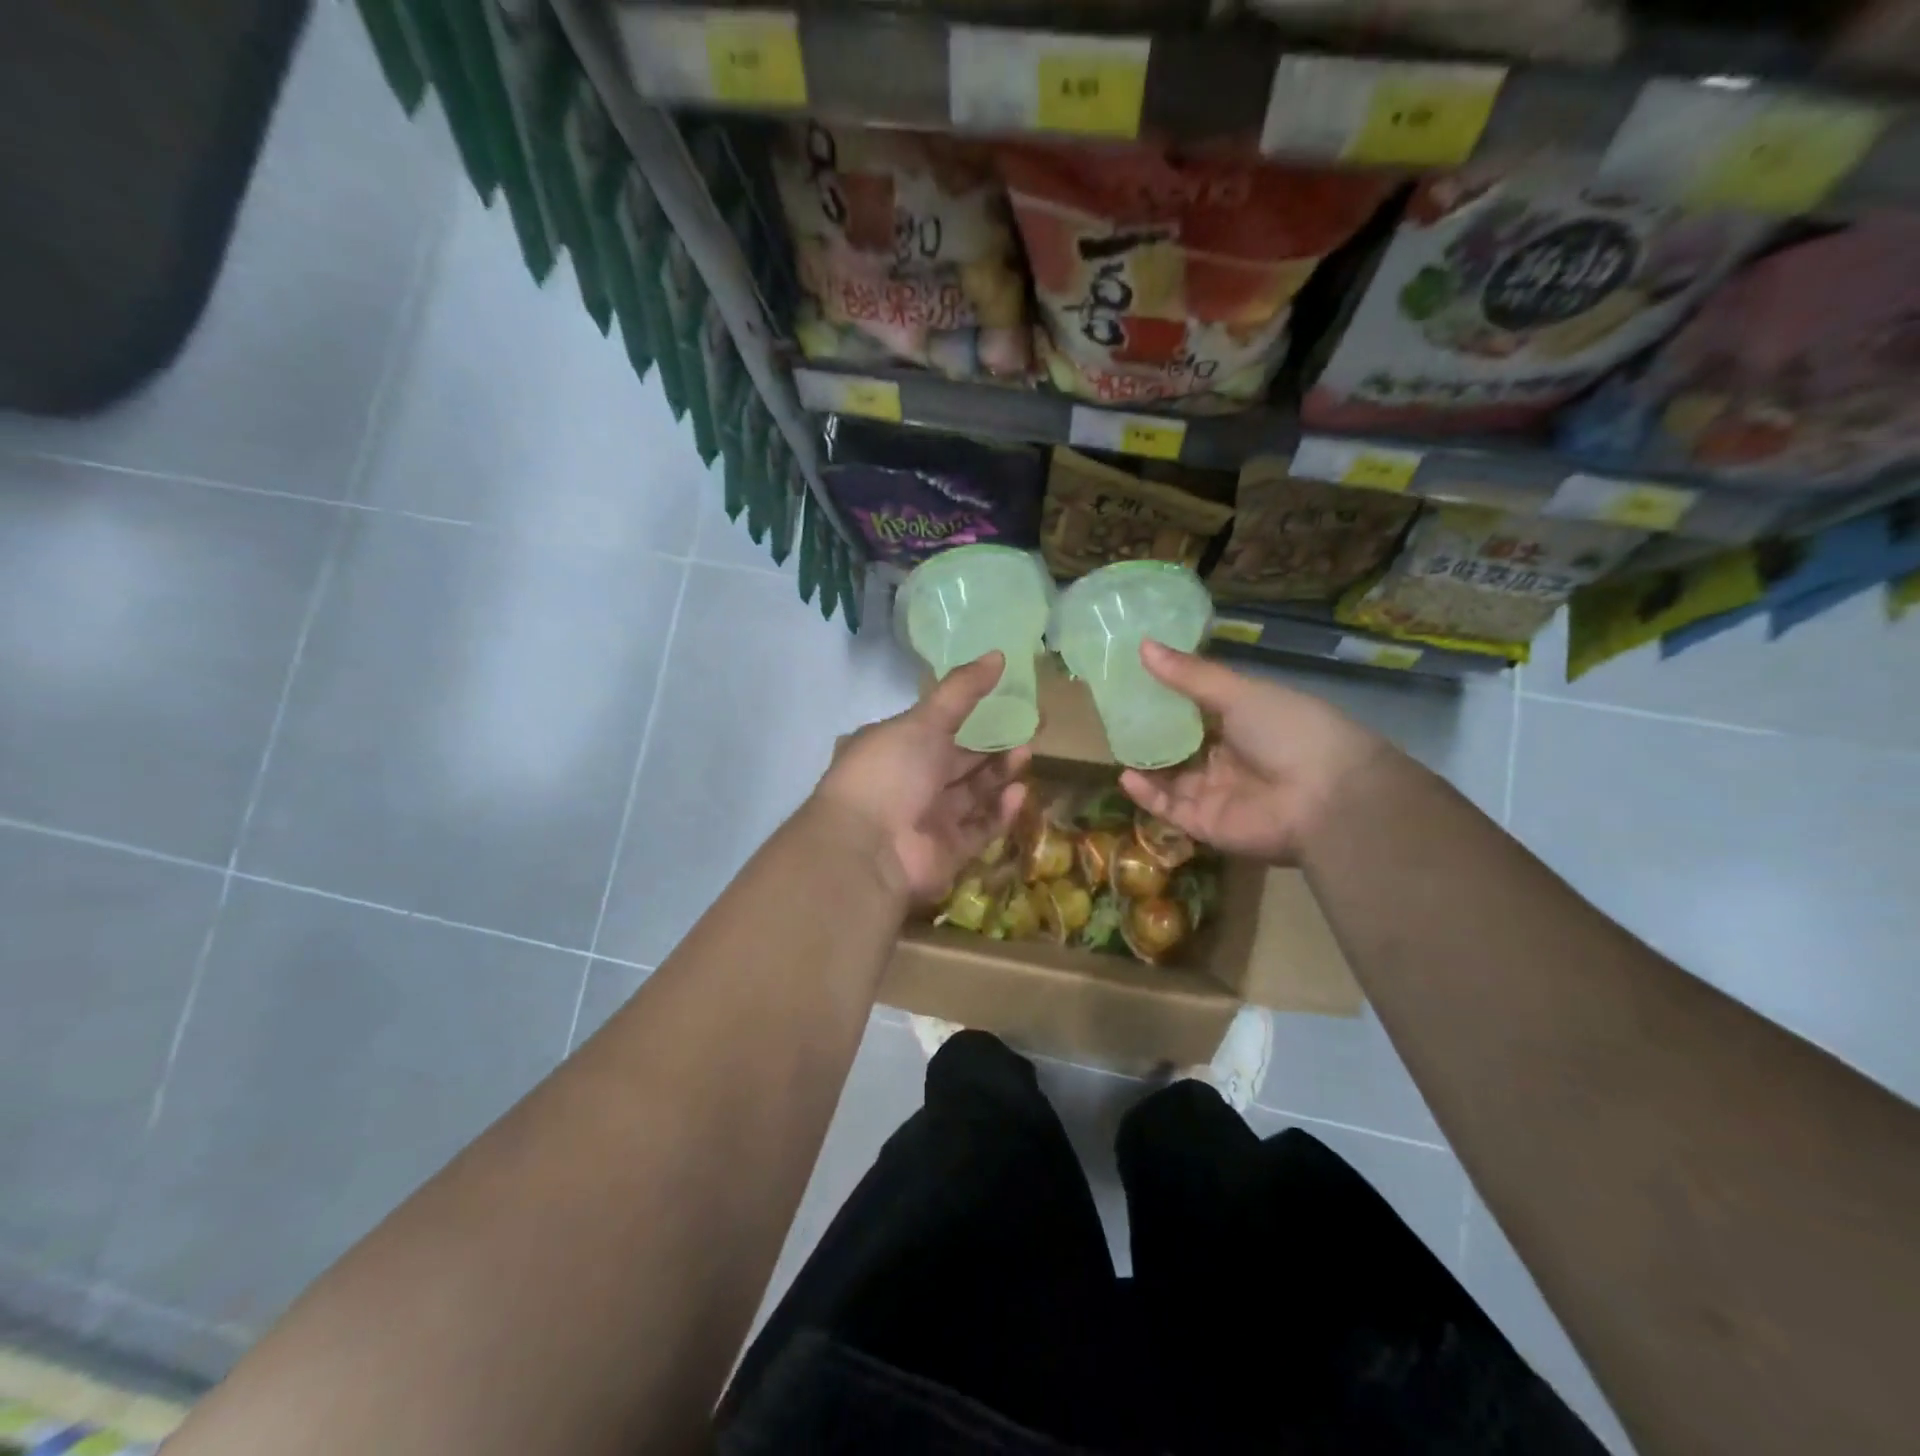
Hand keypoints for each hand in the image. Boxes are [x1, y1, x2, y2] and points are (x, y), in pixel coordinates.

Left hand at [812, 653, 1029, 903]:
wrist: (868, 849)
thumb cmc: (890, 772)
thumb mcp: (924, 720)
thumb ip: (962, 690)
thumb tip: (998, 654)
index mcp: (894, 747)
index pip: (936, 727)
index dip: (971, 714)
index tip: (1006, 702)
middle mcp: (909, 783)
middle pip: (959, 762)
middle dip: (993, 747)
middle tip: (1030, 728)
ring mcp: (928, 819)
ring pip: (972, 794)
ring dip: (999, 775)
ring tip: (1027, 753)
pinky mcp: (947, 852)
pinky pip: (979, 828)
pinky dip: (999, 812)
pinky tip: (1018, 792)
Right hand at [1118, 642, 1392, 864]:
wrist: (1327, 798)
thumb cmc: (1289, 732)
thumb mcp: (1240, 693)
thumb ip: (1190, 675)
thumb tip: (1142, 645)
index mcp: (1246, 724)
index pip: (1200, 711)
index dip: (1169, 698)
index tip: (1135, 680)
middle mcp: (1231, 759)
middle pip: (1183, 747)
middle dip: (1153, 734)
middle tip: (1116, 715)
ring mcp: (1218, 794)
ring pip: (1173, 779)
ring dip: (1147, 764)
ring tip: (1116, 744)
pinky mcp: (1207, 824)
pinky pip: (1171, 809)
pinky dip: (1148, 795)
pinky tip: (1125, 775)